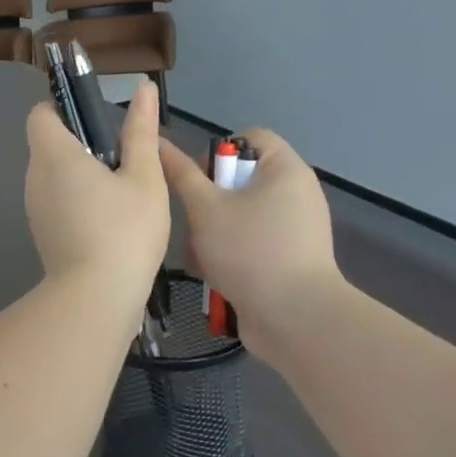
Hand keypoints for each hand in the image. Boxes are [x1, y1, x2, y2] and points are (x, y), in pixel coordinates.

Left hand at [25, 81, 170, 306]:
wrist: (97, 298)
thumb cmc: (125, 231)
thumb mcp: (144, 177)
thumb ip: (141, 131)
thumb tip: (142, 88)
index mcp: (54, 155)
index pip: (41, 114)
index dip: (64, 109)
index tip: (98, 121)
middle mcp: (35, 178)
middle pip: (48, 145)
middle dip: (81, 143)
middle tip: (122, 158)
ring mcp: (35, 209)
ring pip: (53, 176)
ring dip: (81, 174)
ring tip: (122, 191)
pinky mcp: (42, 234)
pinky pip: (56, 202)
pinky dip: (77, 200)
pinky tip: (110, 220)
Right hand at [158, 129, 342, 356]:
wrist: (295, 318)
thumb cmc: (249, 250)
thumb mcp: (205, 208)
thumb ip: (181, 175)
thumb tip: (159, 143)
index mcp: (285, 169)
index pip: (249, 138)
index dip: (218, 153)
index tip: (198, 182)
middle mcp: (296, 193)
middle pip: (240, 181)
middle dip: (209, 204)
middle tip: (193, 225)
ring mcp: (296, 229)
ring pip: (240, 217)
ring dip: (213, 234)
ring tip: (198, 258)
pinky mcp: (290, 260)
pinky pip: (253, 244)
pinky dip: (231, 255)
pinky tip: (213, 276)